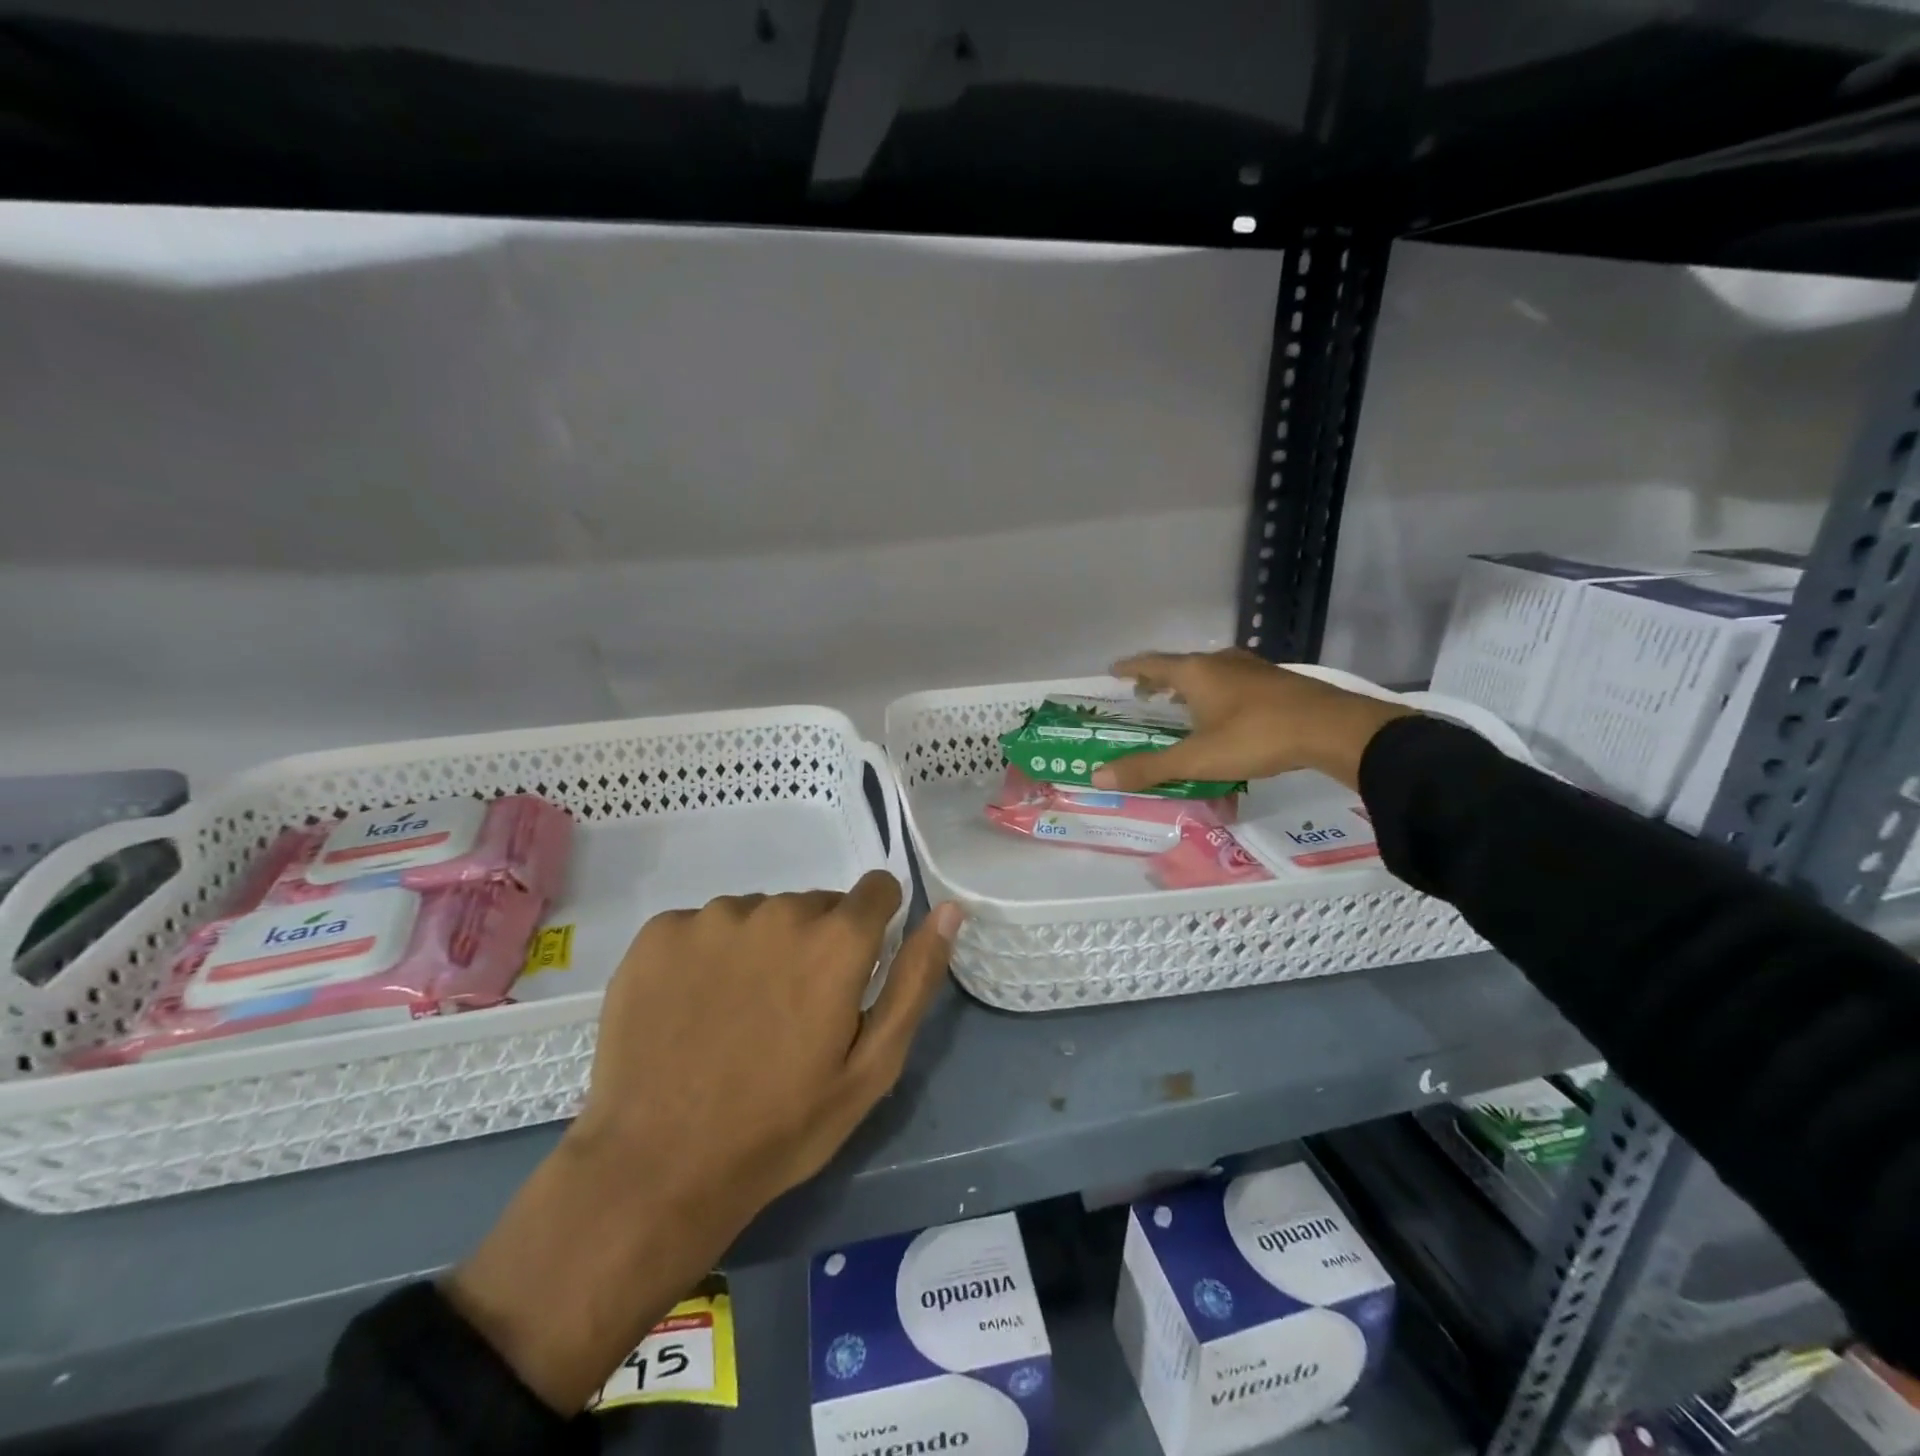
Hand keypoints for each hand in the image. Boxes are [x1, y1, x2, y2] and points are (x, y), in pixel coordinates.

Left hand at [445, 874, 960, 1412]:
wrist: (657, 1168)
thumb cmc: (781, 1125)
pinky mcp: (658, 933)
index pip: (876, 888)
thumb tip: (950, 909)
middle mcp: (776, 909)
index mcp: (835, 939)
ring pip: (759, 914)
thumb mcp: (872, 1066)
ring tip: (739, 1015)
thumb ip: (916, 978)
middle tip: (794, 1011)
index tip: (856, 969)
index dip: (875, 924)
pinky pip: (703, 926)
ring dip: (762, 948)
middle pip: (815, 905)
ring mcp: (711, 917)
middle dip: (817, 943)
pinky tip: (693, 1008)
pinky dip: (707, 956)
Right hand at [1091, 649, 1414, 792]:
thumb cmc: (1256, 737)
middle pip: (1181, 665)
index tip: (1114, 671)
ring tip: (1182, 702)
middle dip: (1159, 678)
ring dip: (1191, 684)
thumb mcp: (1197, 759)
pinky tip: (1227, 712)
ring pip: (1211, 671)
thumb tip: (1097, 776)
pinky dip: (1218, 692)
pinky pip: (1235, 681)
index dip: (1131, 667)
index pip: (1152, 663)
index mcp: (1196, 672)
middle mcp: (1222, 662)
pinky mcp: (1277, 682)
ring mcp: (1253, 669)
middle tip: (1144, 693)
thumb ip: (1149, 767)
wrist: (1332, 729)